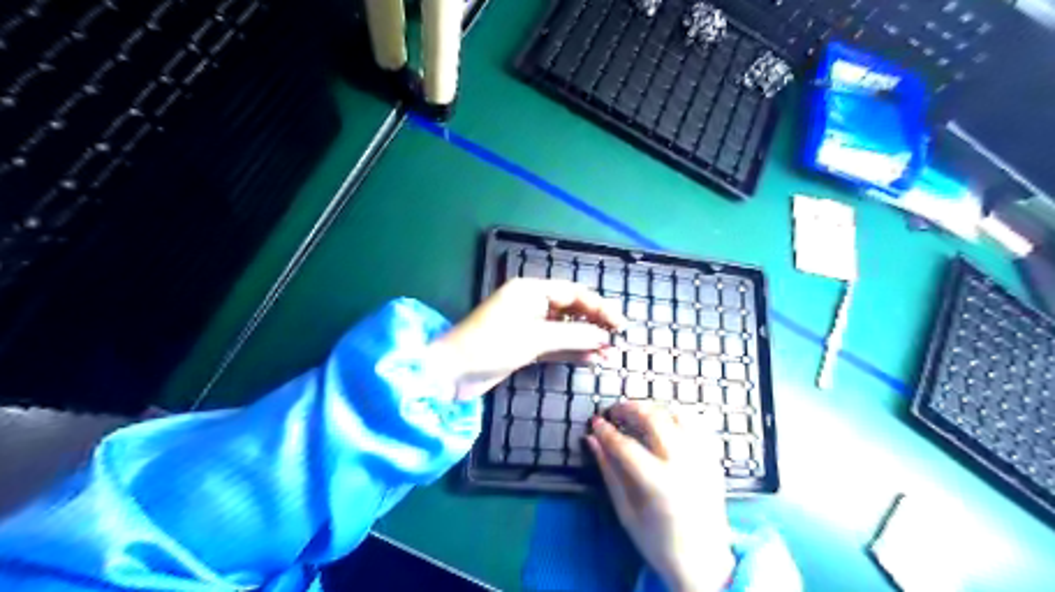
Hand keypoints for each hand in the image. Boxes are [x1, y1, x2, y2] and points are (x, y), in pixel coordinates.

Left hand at [428, 279, 623, 398]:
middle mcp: (532, 304)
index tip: (620, 324)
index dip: (599, 307)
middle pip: (571, 310)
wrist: (452, 372)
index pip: (574, 293)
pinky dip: (572, 352)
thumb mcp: (535, 338)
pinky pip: (555, 345)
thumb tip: (604, 337)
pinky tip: (591, 360)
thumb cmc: (491, 345)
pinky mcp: (525, 346)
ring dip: (586, 341)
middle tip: (617, 341)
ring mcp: (529, 326)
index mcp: (531, 291)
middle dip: (594, 325)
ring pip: (565, 330)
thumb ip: (573, 336)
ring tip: (609, 355)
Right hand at [586, 402, 734, 591]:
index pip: (625, 445)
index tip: (594, 422)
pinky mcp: (713, 460)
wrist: (704, 563)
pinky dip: (678, 416)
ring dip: (653, 409)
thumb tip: (592, 441)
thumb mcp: (626, 511)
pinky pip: (696, 425)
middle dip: (629, 409)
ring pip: (677, 415)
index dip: (606, 430)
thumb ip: (609, 471)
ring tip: (638, 414)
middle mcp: (682, 465)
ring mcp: (701, 459)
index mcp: (658, 483)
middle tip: (614, 411)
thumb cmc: (658, 542)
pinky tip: (664, 421)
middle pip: (653, 419)